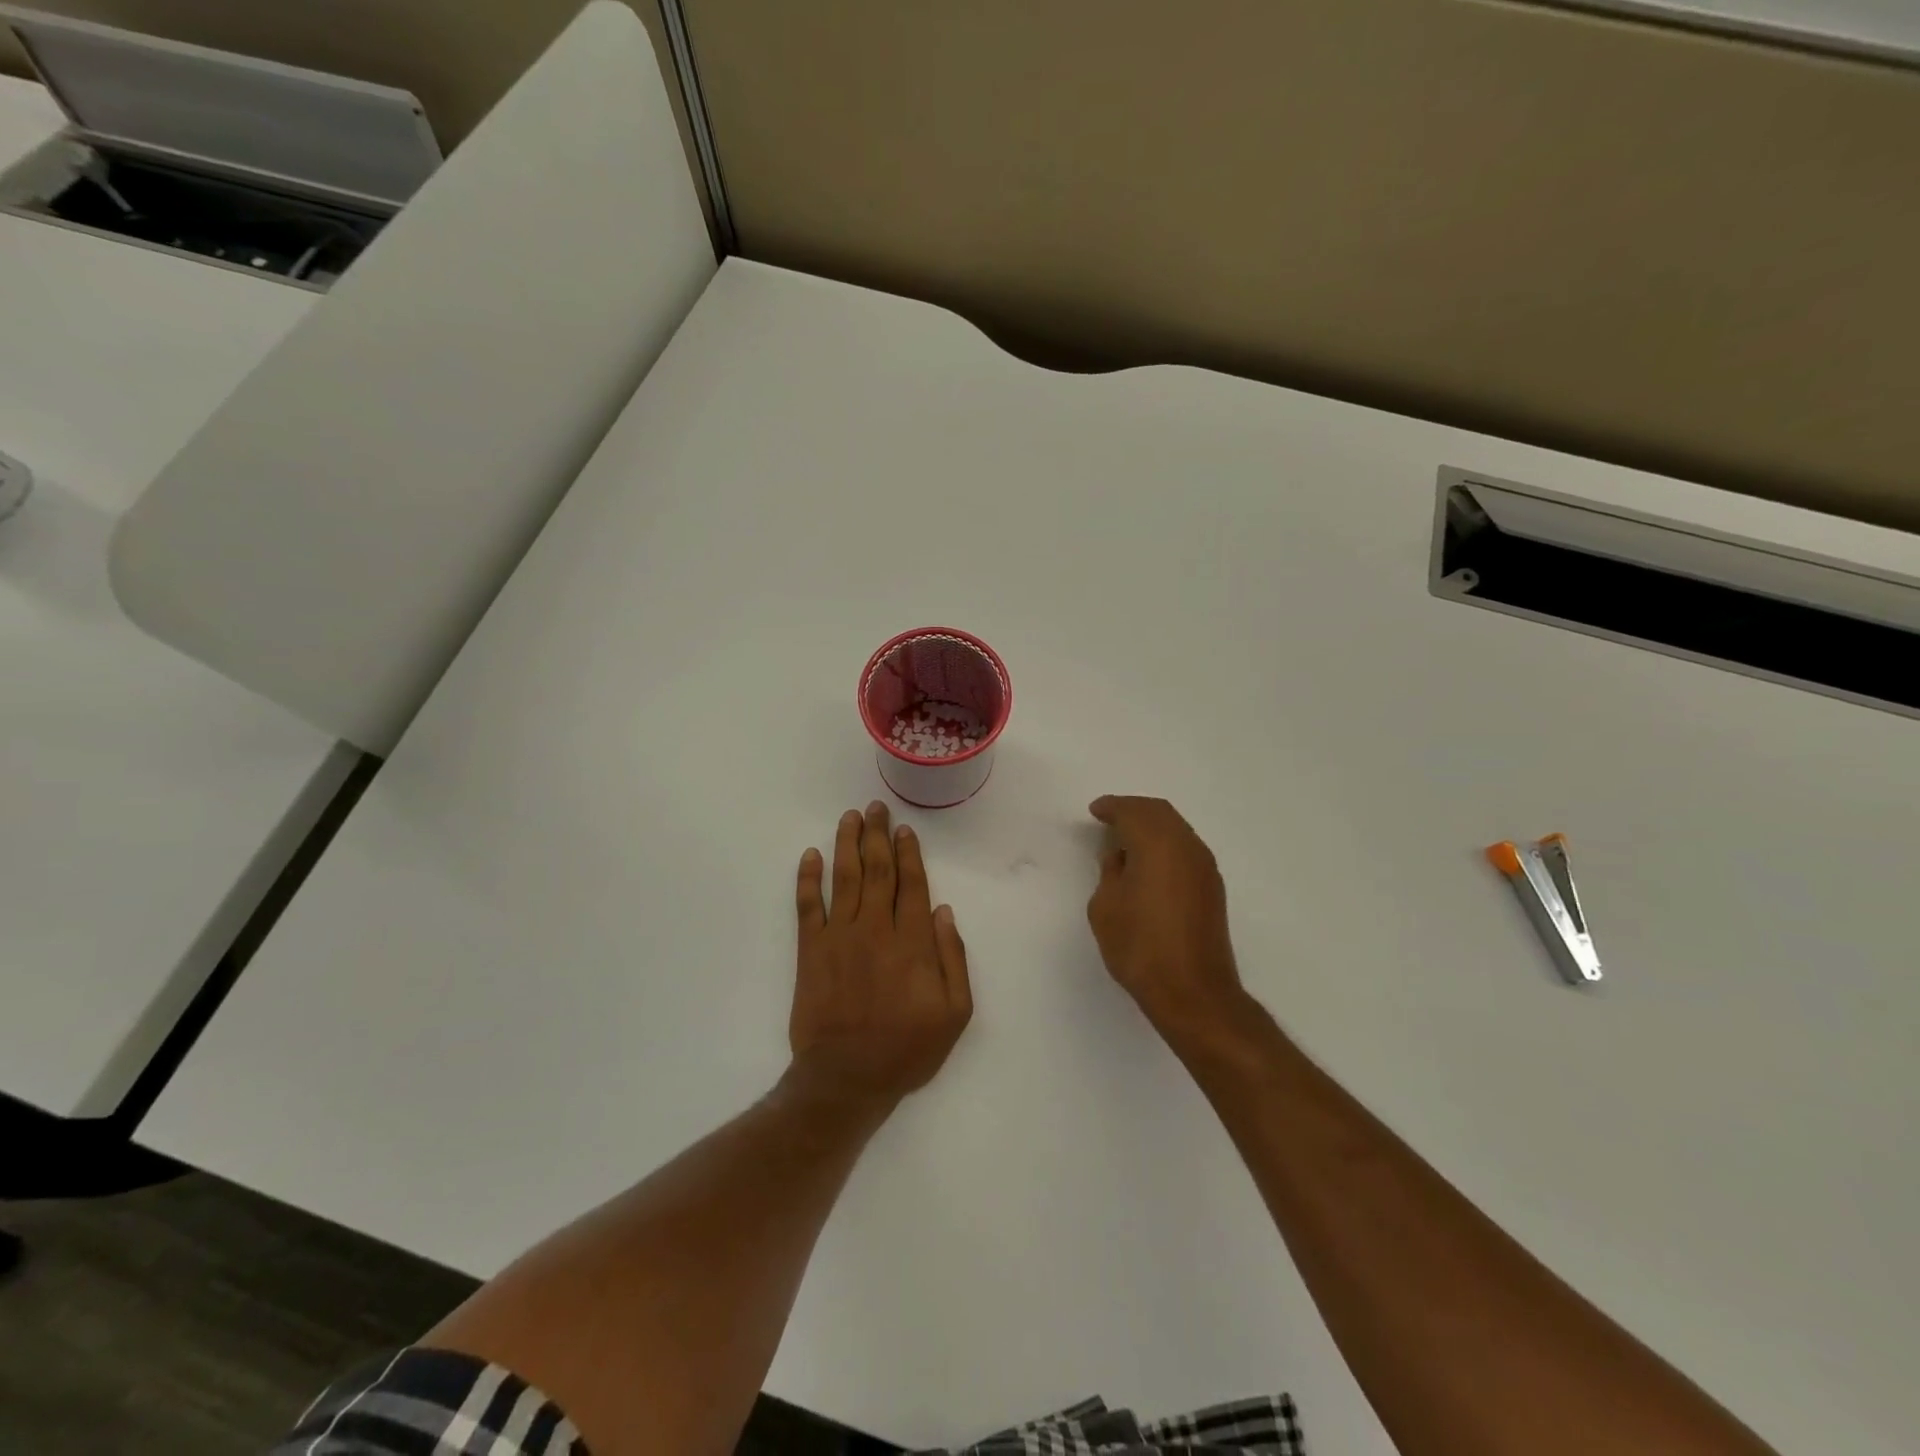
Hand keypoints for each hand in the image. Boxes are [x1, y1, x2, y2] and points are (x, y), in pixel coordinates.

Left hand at [789, 801, 971, 1113]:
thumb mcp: (954, 1013)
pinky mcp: (810, 951)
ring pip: (844, 878)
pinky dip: (808, 878)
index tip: (905, 829)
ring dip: (847, 843)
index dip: (909, 853)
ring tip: (850, 817)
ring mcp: (839, 936)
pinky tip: (810, 855)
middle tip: (876, 808)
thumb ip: (953, 958)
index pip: (911, 884)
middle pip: (877, 870)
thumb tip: (943, 910)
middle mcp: (875, 928)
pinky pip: (807, 906)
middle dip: (877, 835)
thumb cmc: (906, 1049)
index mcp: (912, 942)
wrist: (845, 1079)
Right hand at [1087, 796, 1248, 1047]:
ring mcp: (1204, 868)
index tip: (1095, 810)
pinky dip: (1164, 845)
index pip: (1133, 811)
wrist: (1192, 992)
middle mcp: (1187, 847)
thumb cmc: (1140, 946)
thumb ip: (1110, 872)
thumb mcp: (1106, 906)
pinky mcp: (1212, 888)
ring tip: (1125, 840)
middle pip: (1160, 813)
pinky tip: (1147, 862)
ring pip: (1176, 829)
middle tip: (1109, 817)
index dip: (1112, 807)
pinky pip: (1185, 849)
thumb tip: (1121, 857)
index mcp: (1158, 845)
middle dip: (1133, 810)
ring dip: (1151, 827)